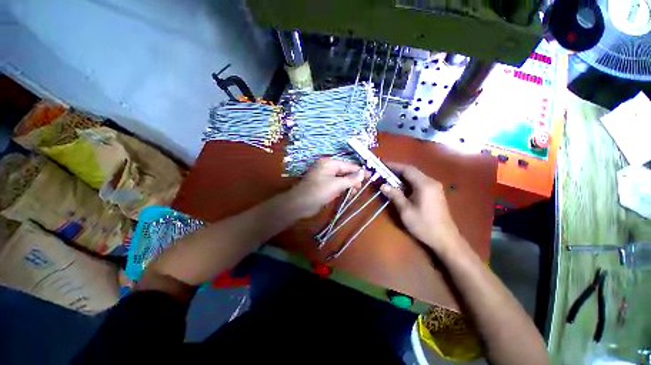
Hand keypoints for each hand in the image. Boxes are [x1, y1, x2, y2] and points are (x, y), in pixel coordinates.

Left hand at [288, 158, 363, 217]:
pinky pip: (336, 184)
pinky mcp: (324, 185)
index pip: (348, 165)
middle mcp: (327, 167)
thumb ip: (351, 179)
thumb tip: (363, 173)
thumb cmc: (319, 191)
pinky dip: (342, 189)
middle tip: (360, 188)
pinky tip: (347, 194)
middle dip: (353, 179)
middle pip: (345, 171)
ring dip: (348, 185)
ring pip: (341, 179)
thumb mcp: (337, 184)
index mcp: (329, 163)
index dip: (360, 171)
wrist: (300, 204)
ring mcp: (325, 176)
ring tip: (354, 193)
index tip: (371, 175)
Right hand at [380, 163, 464, 253]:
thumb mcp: (406, 211)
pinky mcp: (435, 193)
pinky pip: (420, 182)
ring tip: (389, 179)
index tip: (383, 165)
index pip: (407, 169)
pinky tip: (401, 188)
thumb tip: (383, 185)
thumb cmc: (424, 225)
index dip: (394, 166)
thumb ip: (395, 195)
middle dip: (397, 171)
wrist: (445, 239)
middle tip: (384, 172)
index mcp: (424, 184)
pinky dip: (409, 182)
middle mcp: (431, 182)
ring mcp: (435, 187)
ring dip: (402, 177)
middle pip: (412, 171)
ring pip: (416, 177)